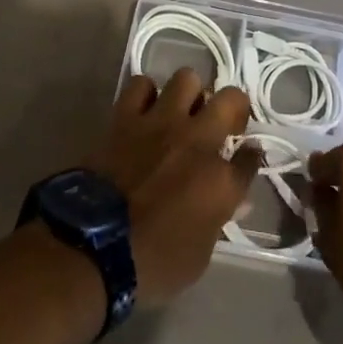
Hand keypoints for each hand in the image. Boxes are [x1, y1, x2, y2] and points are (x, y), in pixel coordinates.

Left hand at [88, 69, 260, 305]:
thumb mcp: (198, 257)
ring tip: (182, 113)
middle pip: (231, 100)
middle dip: (233, 108)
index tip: (246, 159)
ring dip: (189, 95)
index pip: (250, 157)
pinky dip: (146, 94)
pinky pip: (141, 85)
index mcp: (220, 181)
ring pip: (187, 78)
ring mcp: (161, 122)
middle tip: (222, 125)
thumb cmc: (151, 264)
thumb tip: (230, 200)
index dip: (250, 157)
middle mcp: (198, 141)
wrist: (92, 248)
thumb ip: (217, 219)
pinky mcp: (126, 117)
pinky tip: (144, 111)